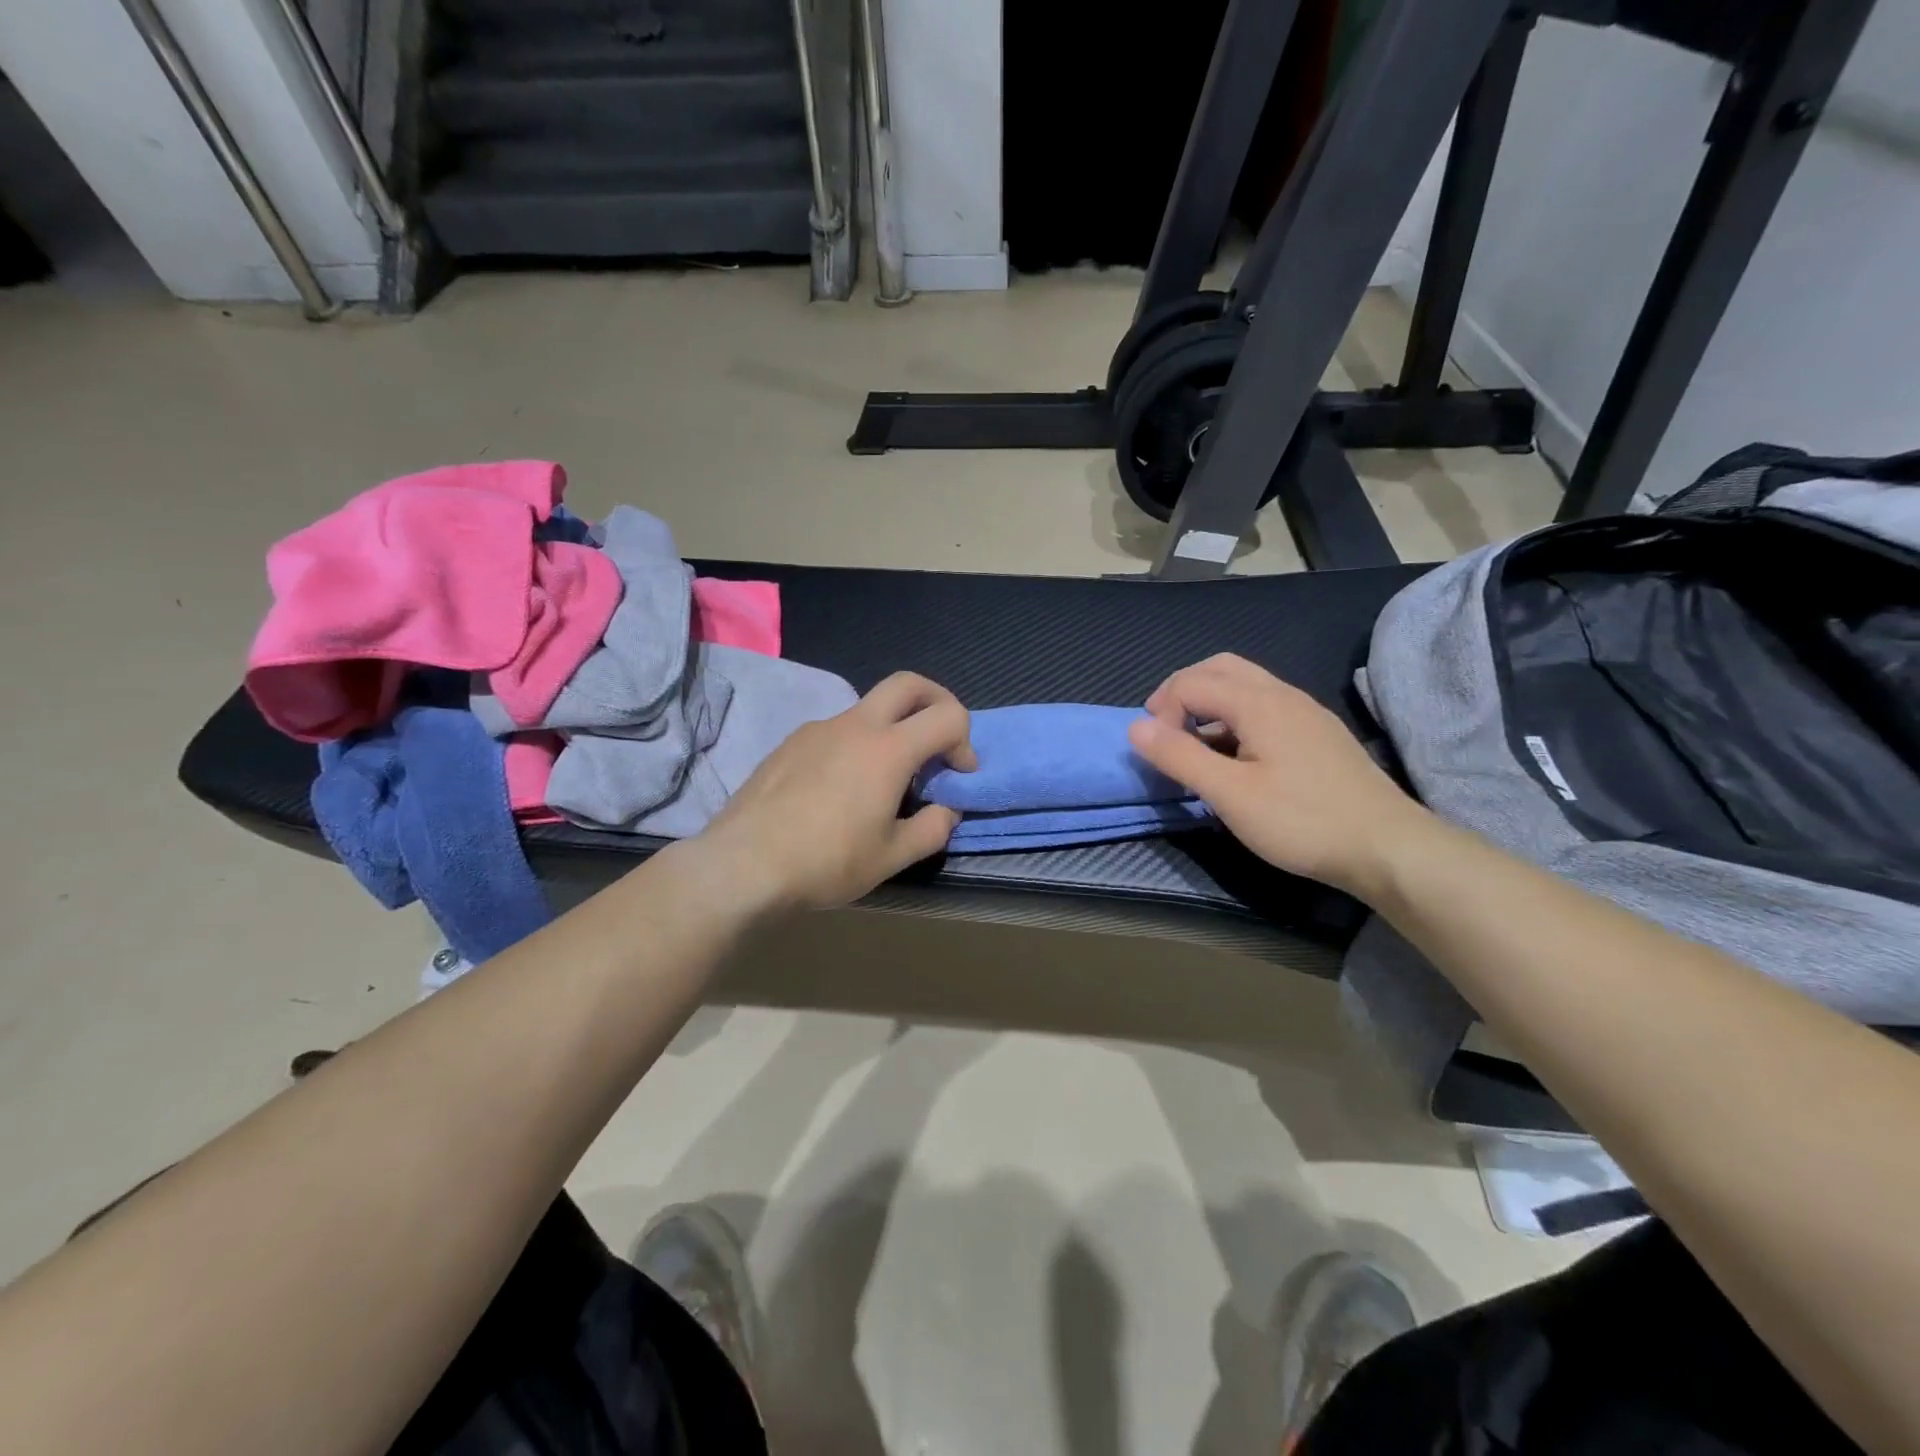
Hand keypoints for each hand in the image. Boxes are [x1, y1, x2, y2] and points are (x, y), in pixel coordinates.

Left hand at [695, 672, 975, 912]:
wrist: (744, 865)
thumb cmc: (826, 862)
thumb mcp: (892, 856)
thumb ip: (933, 828)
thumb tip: (947, 809)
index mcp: (888, 749)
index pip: (948, 716)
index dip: (965, 742)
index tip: (958, 776)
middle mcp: (855, 725)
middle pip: (908, 683)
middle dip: (937, 701)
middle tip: (939, 740)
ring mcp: (818, 729)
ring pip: (869, 708)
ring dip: (893, 728)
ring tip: (885, 780)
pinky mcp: (791, 742)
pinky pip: (837, 730)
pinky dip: (857, 744)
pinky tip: (841, 789)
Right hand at [1127, 653, 1428, 894]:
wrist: (1388, 847)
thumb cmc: (1302, 821)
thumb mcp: (1230, 795)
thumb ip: (1180, 757)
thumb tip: (1134, 728)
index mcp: (1258, 702)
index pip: (1191, 683)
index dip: (1162, 711)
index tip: (1158, 753)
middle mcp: (1282, 694)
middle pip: (1219, 668)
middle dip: (1182, 690)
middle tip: (1165, 729)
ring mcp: (1305, 711)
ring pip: (1245, 683)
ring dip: (1209, 701)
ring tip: (1194, 742)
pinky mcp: (1318, 733)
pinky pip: (1265, 704)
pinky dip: (1234, 714)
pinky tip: (1237, 754)